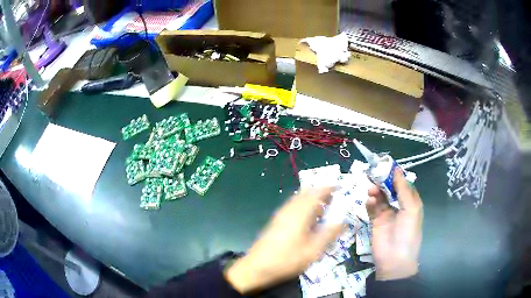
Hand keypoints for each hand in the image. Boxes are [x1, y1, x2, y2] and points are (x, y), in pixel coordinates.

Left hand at [225, 188, 344, 293]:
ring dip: (312, 201)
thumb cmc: (287, 260)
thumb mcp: (313, 250)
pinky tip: (309, 222)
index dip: (328, 188)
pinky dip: (304, 208)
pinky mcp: (276, 223)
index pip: (316, 193)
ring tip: (324, 211)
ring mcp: (280, 216)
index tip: (340, 188)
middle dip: (321, 193)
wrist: (256, 268)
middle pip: (306, 193)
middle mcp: (288, 210)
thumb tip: (344, 222)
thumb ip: (329, 234)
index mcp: (299, 213)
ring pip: (299, 201)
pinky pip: (293, 208)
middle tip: (334, 200)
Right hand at [366, 169, 422, 280]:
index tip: (386, 165)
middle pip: (390, 188)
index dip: (396, 175)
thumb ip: (403, 190)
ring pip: (380, 196)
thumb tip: (397, 170)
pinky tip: (370, 202)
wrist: (394, 259)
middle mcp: (399, 205)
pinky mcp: (375, 221)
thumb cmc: (407, 233)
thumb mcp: (411, 209)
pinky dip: (370, 202)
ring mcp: (387, 213)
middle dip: (383, 181)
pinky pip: (372, 207)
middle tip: (374, 174)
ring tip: (371, 190)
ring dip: (376, 191)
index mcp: (411, 202)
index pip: (403, 184)